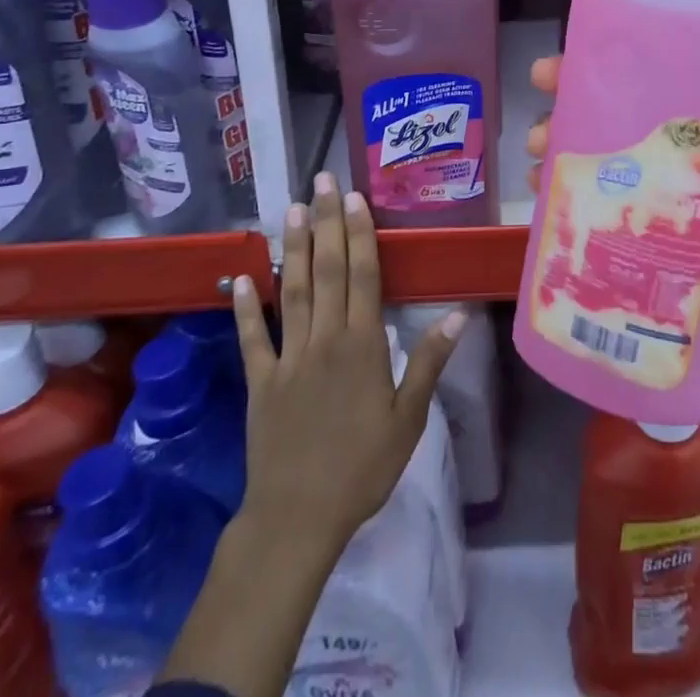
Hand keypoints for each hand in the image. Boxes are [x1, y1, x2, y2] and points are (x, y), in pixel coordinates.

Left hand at [230, 172, 463, 559]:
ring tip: (292, 209)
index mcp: (363, 345)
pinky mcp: (260, 380)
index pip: (363, 276)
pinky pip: (252, 338)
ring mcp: (289, 357)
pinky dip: (245, 307)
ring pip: (293, 290)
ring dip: (293, 248)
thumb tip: (458, 315)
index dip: (360, 233)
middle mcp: (325, 339)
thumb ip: (429, 362)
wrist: (298, 518)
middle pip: (328, 270)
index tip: (355, 197)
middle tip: (322, 181)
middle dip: (327, 222)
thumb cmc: (363, 467)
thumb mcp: (409, 419)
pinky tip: (240, 278)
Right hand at [523, 59, 699, 404]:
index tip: (573, 60)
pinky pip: (592, 203)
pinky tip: (542, 193)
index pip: (657, 79)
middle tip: (543, 109)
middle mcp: (674, 152)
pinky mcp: (634, 233)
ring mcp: (650, 193)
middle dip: (570, 102)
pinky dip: (564, 193)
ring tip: (538, 155)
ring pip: (596, 154)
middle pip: (614, 112)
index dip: (613, 64)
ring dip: (560, 145)